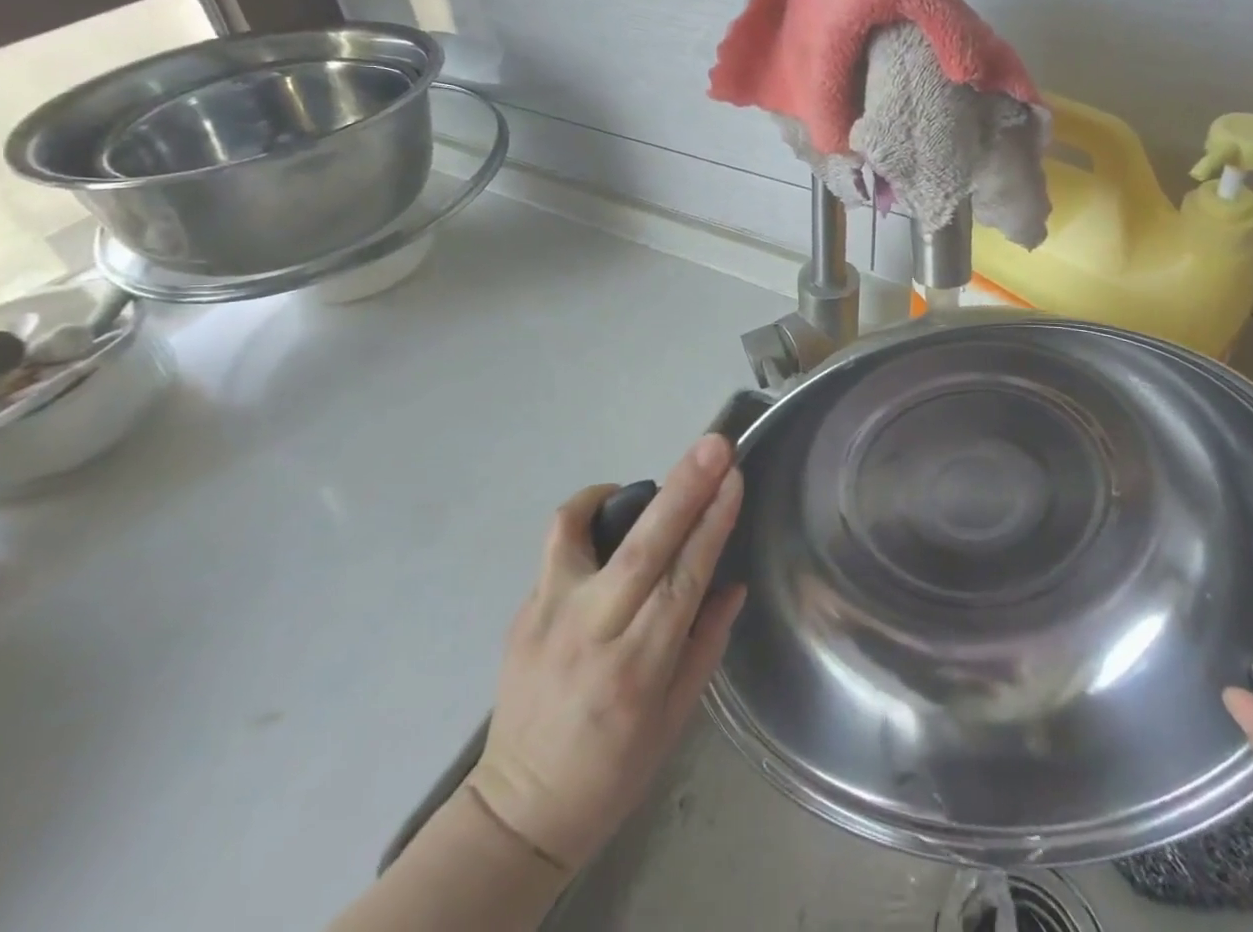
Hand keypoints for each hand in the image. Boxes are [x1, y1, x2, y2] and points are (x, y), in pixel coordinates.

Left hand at [467, 434, 745, 872]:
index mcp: (638, 669)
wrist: (518, 808)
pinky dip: (584, 511)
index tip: (734, 478)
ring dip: (627, 493)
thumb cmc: (612, 774)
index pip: (685, 580)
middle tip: (713, 445)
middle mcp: (593, 632)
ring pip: (586, 532)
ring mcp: (550, 614)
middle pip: (644, 546)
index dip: (712, 524)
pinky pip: (557, 542)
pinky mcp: (523, 607)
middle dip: (684, 489)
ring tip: (656, 483)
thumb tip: (730, 582)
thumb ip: (704, 645)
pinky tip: (606, 509)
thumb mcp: (673, 722)